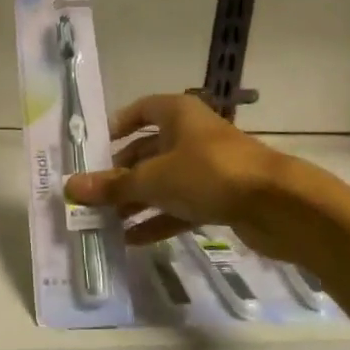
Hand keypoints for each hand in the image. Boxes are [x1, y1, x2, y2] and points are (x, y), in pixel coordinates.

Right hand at [64, 92, 290, 243]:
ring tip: (105, 222)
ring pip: (163, 182)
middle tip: (93, 194)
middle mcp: (191, 135)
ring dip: (136, 201)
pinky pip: (180, 206)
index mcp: (177, 113)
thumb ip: (113, 185)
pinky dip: (158, 219)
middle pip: (148, 150)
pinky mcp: (220, 197)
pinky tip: (132, 239)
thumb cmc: (209, 173)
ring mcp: (207, 167)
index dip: (117, 126)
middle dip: (121, 174)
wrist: (279, 206)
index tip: (94, 149)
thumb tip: (70, 187)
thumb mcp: (153, 179)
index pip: (140, 110)